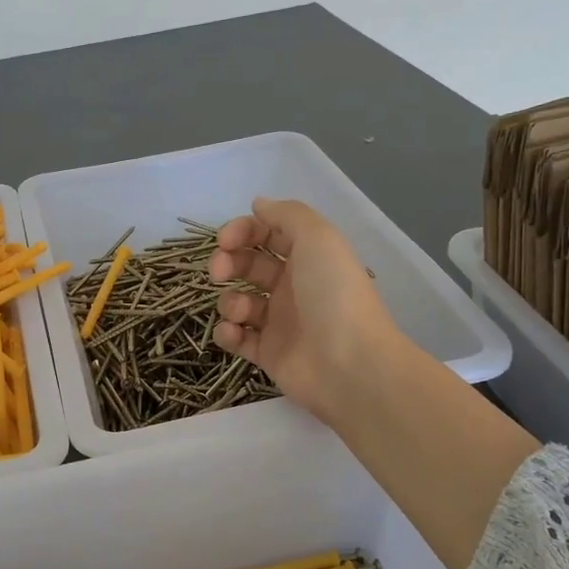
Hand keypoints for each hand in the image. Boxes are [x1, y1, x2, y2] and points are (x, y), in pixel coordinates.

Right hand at [210, 198, 403, 425]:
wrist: (349, 364)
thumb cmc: (333, 295)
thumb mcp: (318, 237)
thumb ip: (287, 215)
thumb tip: (258, 204)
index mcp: (308, 257)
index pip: (267, 234)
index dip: (243, 231)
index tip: (225, 240)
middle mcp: (293, 286)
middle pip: (248, 265)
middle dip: (228, 262)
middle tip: (219, 271)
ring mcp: (279, 322)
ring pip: (239, 302)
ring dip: (228, 300)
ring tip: (239, 311)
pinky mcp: (268, 354)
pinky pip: (237, 338)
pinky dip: (228, 332)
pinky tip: (234, 332)